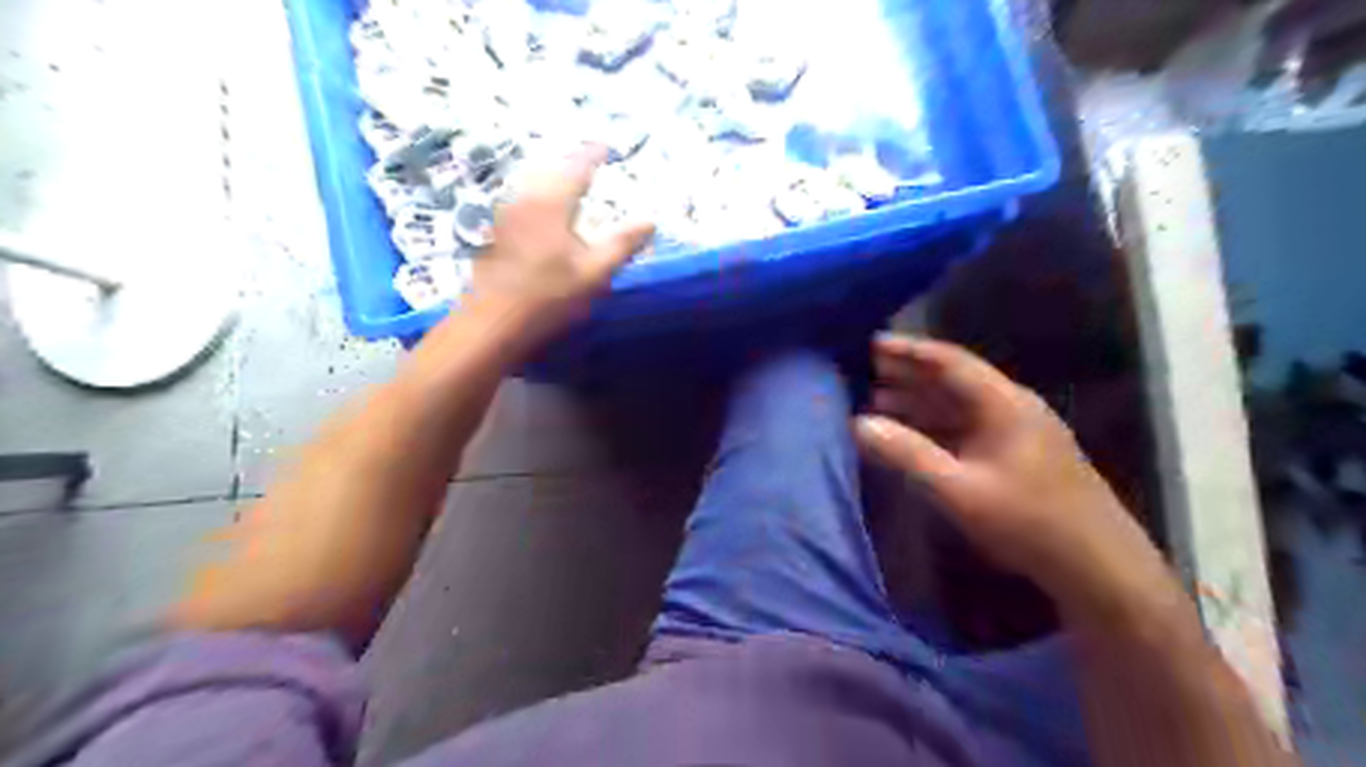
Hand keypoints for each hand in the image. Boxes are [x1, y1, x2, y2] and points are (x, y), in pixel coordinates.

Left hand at [470, 143, 655, 341]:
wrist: (493, 322)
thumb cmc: (548, 296)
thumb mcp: (594, 273)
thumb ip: (622, 244)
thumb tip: (651, 221)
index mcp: (551, 203)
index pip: (576, 168)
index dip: (592, 155)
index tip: (606, 146)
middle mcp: (524, 199)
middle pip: (549, 169)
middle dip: (570, 163)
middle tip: (588, 163)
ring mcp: (504, 214)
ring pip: (531, 183)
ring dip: (551, 178)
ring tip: (568, 183)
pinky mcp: (493, 231)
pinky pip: (520, 200)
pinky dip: (537, 195)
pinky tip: (543, 211)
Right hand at [856, 336, 1180, 634]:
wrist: (1100, 568)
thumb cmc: (1028, 522)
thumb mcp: (958, 489)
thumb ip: (907, 454)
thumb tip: (859, 423)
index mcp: (1004, 404)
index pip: (950, 362)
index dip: (910, 351)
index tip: (873, 344)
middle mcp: (1012, 409)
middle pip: (954, 381)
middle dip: (910, 375)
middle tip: (867, 370)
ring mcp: (1018, 434)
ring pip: (960, 407)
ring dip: (920, 403)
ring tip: (878, 401)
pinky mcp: (1018, 458)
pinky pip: (968, 430)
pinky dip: (936, 428)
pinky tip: (913, 436)